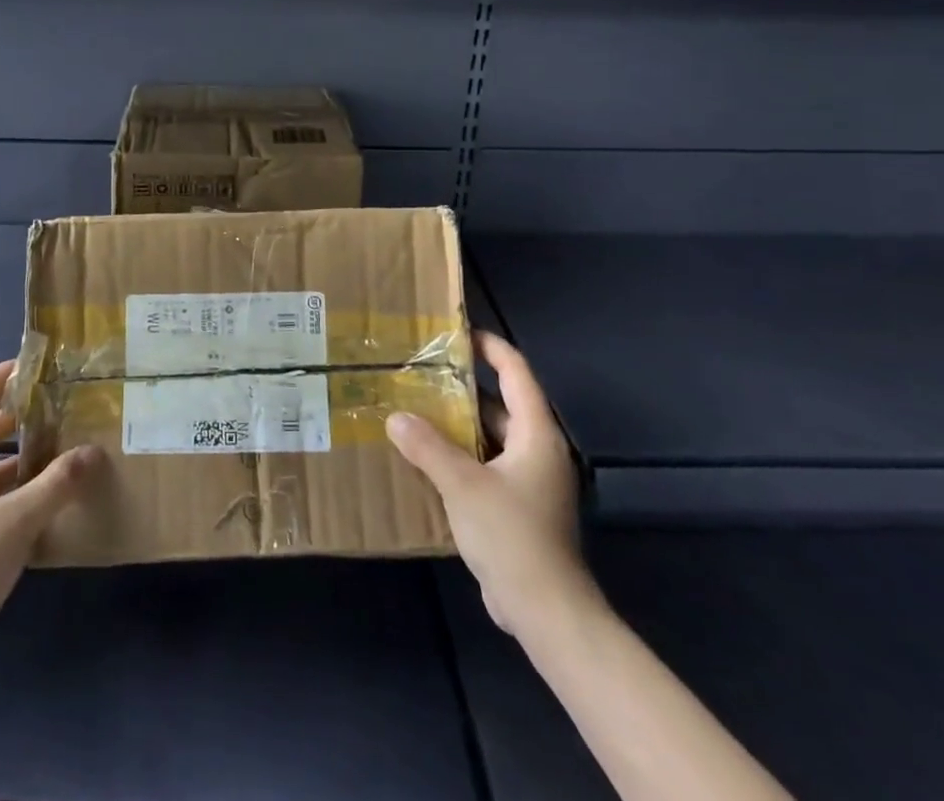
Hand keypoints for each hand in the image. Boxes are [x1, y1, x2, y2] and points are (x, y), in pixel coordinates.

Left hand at [0, 361, 98, 682]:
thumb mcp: (19, 520)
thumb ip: (57, 484)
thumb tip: (93, 452)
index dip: (0, 378)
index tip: (30, 365)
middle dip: (13, 420)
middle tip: (52, 413)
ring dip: (15, 462)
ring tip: (55, 459)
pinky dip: (10, 496)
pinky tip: (39, 512)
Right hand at [386, 331, 595, 641]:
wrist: (547, 612)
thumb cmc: (512, 536)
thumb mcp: (463, 485)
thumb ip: (428, 446)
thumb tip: (396, 416)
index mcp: (536, 434)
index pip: (516, 372)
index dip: (490, 347)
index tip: (457, 332)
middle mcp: (537, 450)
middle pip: (501, 403)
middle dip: (463, 386)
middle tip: (423, 370)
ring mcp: (530, 481)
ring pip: (491, 437)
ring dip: (458, 423)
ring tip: (416, 407)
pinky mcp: (518, 507)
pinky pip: (487, 465)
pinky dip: (461, 455)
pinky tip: (427, 456)